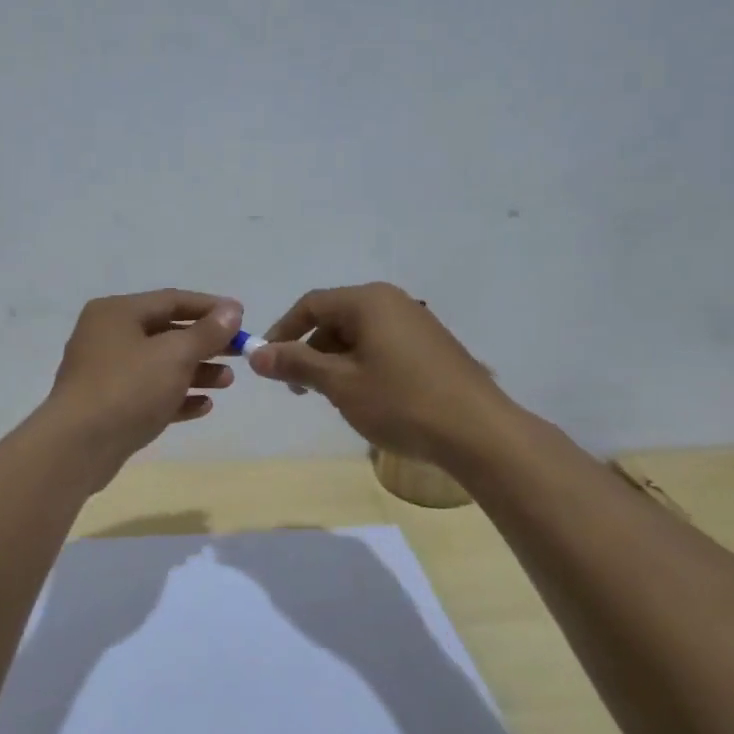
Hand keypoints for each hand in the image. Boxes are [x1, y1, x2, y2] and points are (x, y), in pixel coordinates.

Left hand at [44, 289, 242, 466]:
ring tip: (227, 382)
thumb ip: (206, 332)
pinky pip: (148, 393)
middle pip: (166, 332)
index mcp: (117, 312)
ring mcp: (104, 372)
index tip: (242, 316)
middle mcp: (107, 336)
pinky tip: (204, 406)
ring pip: (159, 365)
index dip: (209, 307)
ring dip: (195, 371)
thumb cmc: (128, 388)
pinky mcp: (107, 406)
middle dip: (205, 343)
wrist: (78, 446)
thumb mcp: (175, 355)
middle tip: (240, 352)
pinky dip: (175, 396)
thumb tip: (231, 310)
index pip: (171, 300)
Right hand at [249, 283, 517, 463]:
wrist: (478, 432)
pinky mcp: (432, 347)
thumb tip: (255, 353)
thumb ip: (296, 364)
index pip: (311, 305)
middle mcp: (393, 302)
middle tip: (300, 389)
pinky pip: (383, 346)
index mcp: (369, 301)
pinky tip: (368, 398)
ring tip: (334, 398)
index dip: (283, 332)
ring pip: (359, 335)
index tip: (266, 363)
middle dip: (310, 351)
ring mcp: (417, 323)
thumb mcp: (340, 384)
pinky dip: (363, 366)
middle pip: (336, 318)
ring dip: (336, 362)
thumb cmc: (401, 402)